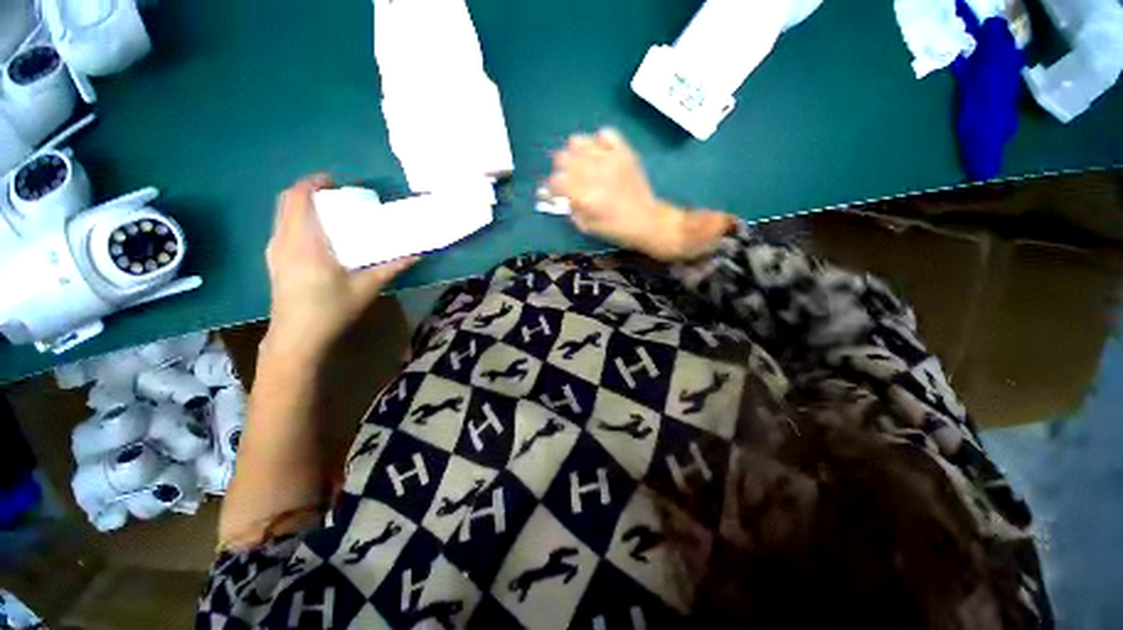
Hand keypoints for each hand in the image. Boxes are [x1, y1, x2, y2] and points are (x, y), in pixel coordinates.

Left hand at [263, 175, 415, 362]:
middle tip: (335, 194)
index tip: (335, 181)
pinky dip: (297, 219)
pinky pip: (282, 227)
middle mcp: (284, 240)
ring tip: (328, 211)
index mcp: (304, 242)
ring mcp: (274, 251)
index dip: (314, 183)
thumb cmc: (331, 310)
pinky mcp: (274, 261)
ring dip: (301, 204)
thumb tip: (416, 254)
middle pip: (286, 201)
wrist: (297, 338)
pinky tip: (317, 233)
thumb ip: (391, 267)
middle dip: (308, 190)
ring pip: (282, 214)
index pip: (299, 198)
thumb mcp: (366, 288)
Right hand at [546, 128, 733, 260]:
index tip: (556, 193)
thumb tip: (553, 194)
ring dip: (575, 153)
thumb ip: (568, 207)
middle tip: (569, 179)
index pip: (554, 181)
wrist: (647, 221)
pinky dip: (599, 141)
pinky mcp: (623, 151)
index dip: (552, 187)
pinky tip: (601, 155)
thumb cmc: (615, 229)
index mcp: (584, 195)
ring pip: (578, 141)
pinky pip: (605, 133)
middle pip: (561, 157)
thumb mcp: (586, 226)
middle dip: (561, 170)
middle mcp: (593, 173)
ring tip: (583, 164)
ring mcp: (609, 159)